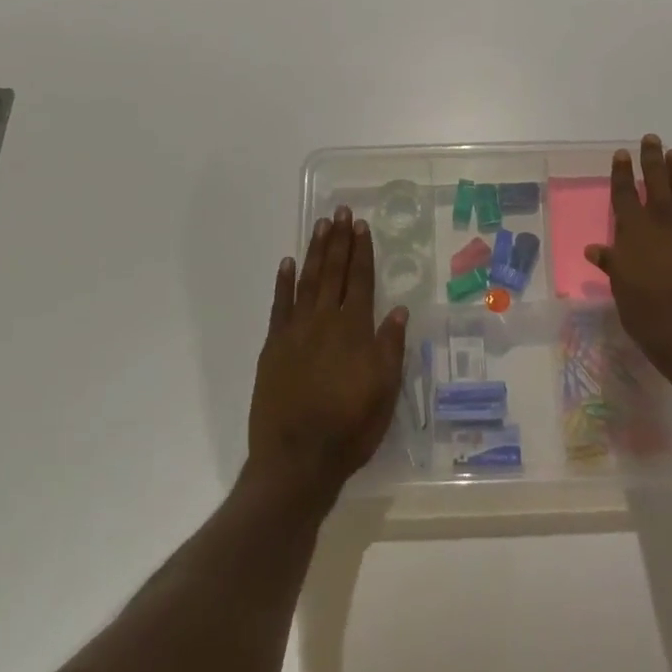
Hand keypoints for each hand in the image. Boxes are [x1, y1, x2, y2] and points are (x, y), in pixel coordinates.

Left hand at [247, 206, 408, 500]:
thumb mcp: (385, 391)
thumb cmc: (350, 428)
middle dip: (339, 241)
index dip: (362, 252)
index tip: (362, 226)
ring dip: (314, 252)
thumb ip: (390, 347)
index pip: (361, 281)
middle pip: (333, 272)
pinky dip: (283, 283)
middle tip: (340, 211)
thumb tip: (398, 309)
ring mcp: (295, 332)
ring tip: (320, 226)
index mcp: (355, 330)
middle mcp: (325, 322)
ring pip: (307, 281)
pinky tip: (286, 263)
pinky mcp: (273, 347)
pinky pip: (279, 306)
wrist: (296, 459)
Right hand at [586, 135, 671, 375]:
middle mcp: (663, 219)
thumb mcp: (621, 287)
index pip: (624, 191)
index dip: (622, 171)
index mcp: (634, 228)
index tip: (622, 153)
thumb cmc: (647, 312)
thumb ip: (612, 263)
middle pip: (657, 179)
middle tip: (651, 139)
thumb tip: (595, 250)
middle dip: (652, 158)